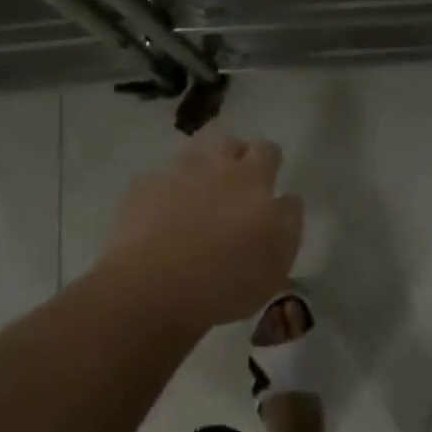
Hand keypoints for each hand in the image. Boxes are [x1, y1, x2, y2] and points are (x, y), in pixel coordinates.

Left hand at [102, 137, 302, 332]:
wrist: (154, 287)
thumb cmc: (227, 279)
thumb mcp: (278, 261)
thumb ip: (288, 221)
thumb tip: (286, 198)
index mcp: (253, 178)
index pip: (269, 151)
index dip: (269, 163)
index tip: (268, 182)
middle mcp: (216, 165)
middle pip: (230, 144)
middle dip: (235, 158)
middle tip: (234, 190)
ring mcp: (176, 173)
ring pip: (194, 157)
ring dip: (200, 172)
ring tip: (198, 202)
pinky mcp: (143, 189)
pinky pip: (159, 182)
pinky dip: (164, 195)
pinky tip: (162, 219)